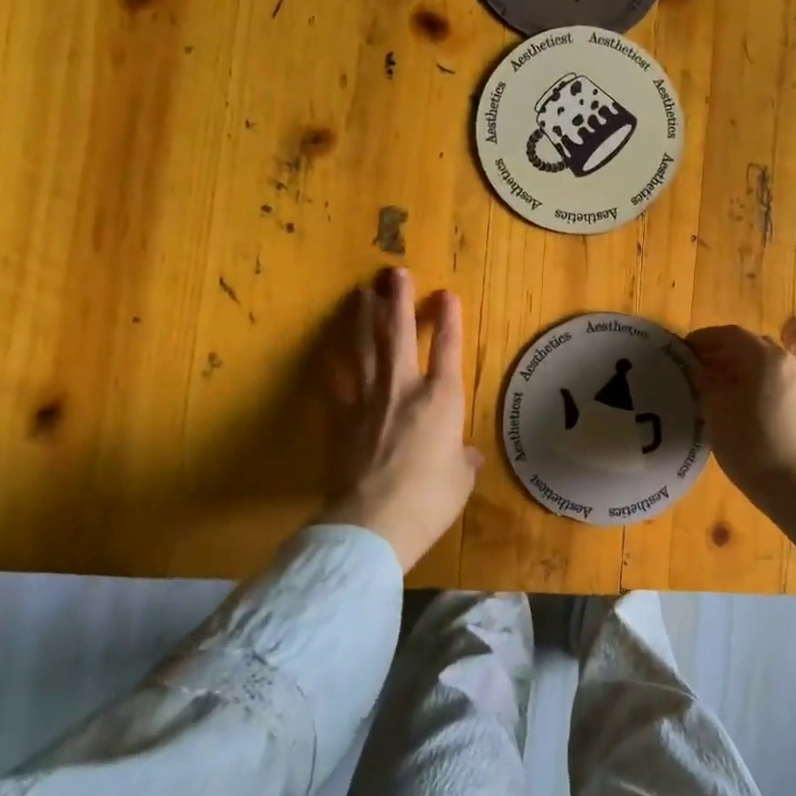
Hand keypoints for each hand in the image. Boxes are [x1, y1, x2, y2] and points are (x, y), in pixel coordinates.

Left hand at [320, 268, 481, 570]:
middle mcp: (404, 389)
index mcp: (442, 401)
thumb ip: (463, 460)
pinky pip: (335, 382)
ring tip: (362, 293)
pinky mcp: (340, 419)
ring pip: (365, 349)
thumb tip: (467, 455)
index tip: (445, 293)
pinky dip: (332, 361)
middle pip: (400, 335)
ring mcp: (368, 401)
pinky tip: (328, 345)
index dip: (448, 319)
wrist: (374, 522)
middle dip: (398, 301)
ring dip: (364, 318)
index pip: (447, 350)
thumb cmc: (430, 500)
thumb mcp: (460, 481)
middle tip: (394, 273)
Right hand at [687, 323, 795, 499]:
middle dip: (724, 352)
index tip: (684, 349)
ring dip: (743, 369)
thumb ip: (706, 384)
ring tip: (720, 388)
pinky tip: (745, 406)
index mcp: (767, 357)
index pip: (731, 334)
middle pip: (753, 346)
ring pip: (769, 366)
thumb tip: (702, 372)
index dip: (705, 338)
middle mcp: (790, 363)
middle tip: (699, 367)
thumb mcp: (716, 411)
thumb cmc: (752, 445)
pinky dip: (759, 385)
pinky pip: (780, 384)